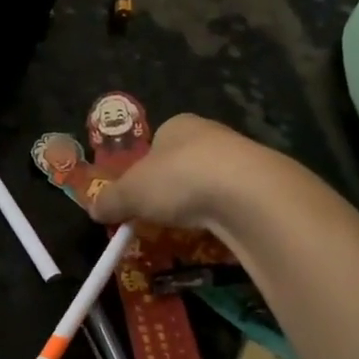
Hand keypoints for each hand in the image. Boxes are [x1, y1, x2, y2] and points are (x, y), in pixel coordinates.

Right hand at [87, 113, 266, 232]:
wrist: (248, 194)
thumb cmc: (179, 179)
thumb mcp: (130, 193)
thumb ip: (110, 200)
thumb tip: (94, 209)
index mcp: (178, 125)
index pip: (157, 143)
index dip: (144, 169)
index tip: (139, 195)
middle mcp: (212, 134)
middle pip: (184, 164)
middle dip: (172, 189)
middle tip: (159, 216)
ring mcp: (243, 159)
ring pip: (212, 184)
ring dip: (199, 204)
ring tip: (188, 229)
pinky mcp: (264, 186)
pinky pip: (235, 204)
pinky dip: (223, 218)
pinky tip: (217, 233)